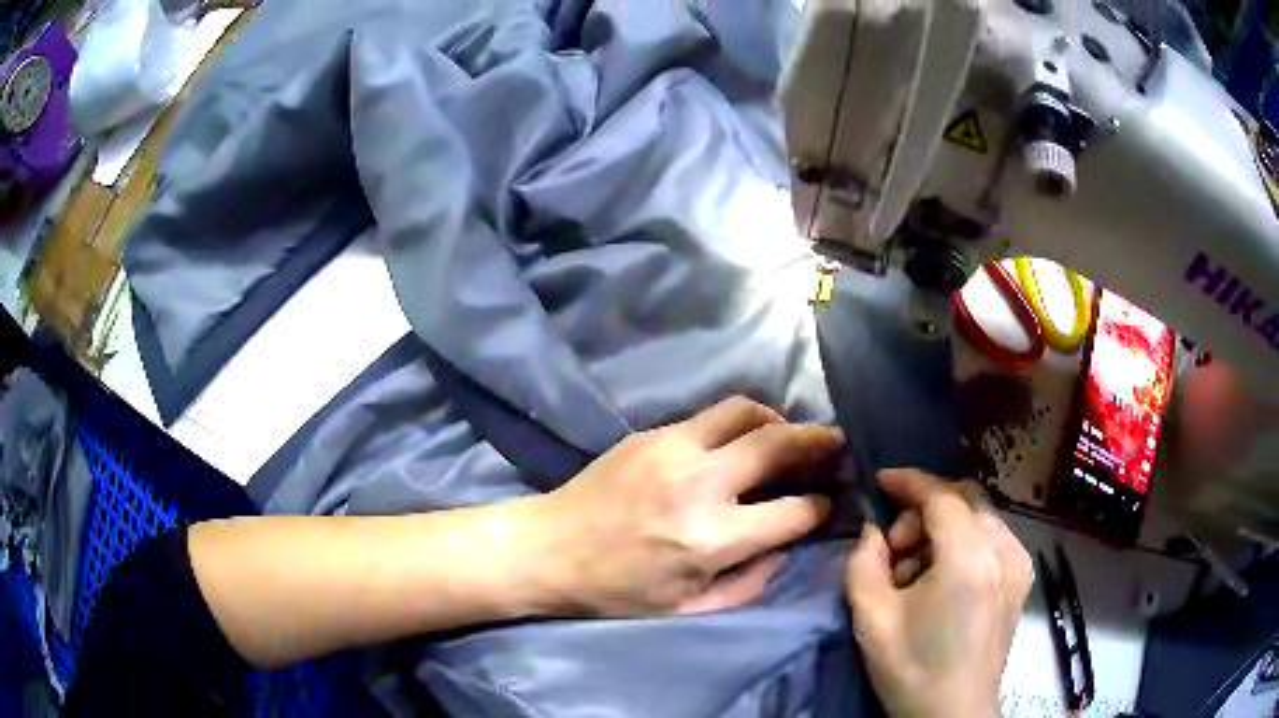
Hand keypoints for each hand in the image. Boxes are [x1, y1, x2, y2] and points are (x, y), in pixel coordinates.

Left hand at [535, 396, 840, 615]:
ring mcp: (673, 449)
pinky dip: (737, 424)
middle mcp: (699, 484)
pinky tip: (736, 443)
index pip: (794, 511)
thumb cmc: (619, 591)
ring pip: (746, 411)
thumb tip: (786, 541)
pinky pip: (709, 417)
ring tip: (786, 436)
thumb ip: (752, 579)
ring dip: (777, 420)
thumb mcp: (690, 607)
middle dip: (819, 442)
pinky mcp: (652, 434)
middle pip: (779, 444)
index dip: (821, 507)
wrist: (550, 549)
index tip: (829, 502)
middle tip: (836, 444)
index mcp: (711, 538)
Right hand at [845, 469, 1032, 717]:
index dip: (909, 482)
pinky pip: (992, 536)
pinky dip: (965, 540)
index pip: (941, 495)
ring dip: (944, 526)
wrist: (954, 712)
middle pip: (963, 499)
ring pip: (979, 516)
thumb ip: (864, 563)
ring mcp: (1018, 562)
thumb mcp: (872, 620)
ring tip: (918, 570)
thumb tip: (874, 531)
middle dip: (925, 509)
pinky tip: (946, 577)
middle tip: (895, 548)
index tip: (880, 480)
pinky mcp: (1022, 577)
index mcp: (968, 559)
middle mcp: (1003, 549)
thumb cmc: (912, 670)